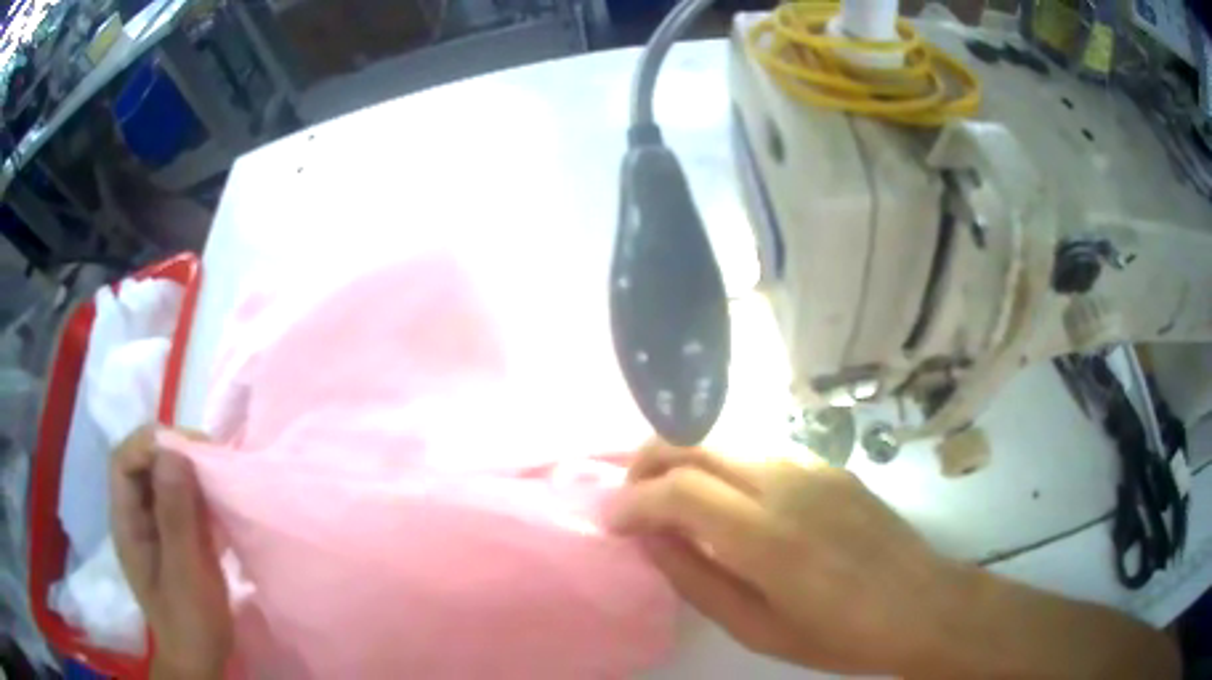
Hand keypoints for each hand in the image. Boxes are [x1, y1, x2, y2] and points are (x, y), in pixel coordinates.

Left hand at [110, 426, 232, 679]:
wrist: (202, 661)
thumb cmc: (190, 622)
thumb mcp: (184, 573)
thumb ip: (176, 515)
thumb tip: (174, 451)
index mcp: (126, 521)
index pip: (124, 461)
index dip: (149, 444)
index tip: (188, 449)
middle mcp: (135, 515)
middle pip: (143, 463)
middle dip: (173, 451)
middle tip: (210, 457)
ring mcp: (155, 526)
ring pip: (163, 478)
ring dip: (189, 469)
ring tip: (219, 473)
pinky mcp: (175, 536)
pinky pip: (182, 499)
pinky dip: (199, 491)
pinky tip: (219, 498)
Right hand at [606, 441, 970, 675]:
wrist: (923, 605)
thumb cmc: (839, 635)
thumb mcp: (758, 628)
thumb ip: (698, 580)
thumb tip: (652, 540)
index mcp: (767, 537)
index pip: (679, 490)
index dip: (633, 501)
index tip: (611, 522)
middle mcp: (786, 485)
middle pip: (697, 442)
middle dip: (648, 460)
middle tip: (631, 498)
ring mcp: (813, 467)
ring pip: (727, 440)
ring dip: (685, 458)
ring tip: (671, 499)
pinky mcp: (830, 466)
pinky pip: (761, 452)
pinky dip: (725, 465)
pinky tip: (730, 502)